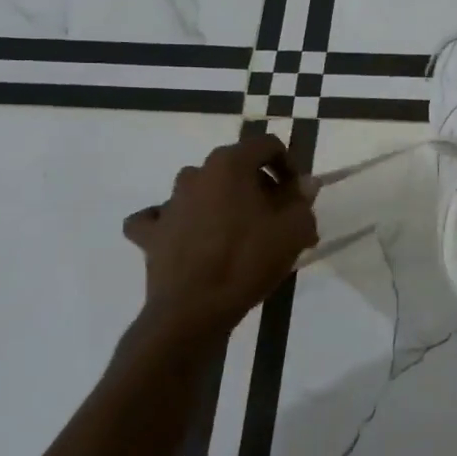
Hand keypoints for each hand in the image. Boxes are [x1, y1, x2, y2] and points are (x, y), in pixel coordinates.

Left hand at [120, 134, 316, 355]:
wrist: (194, 310)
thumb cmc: (249, 261)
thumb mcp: (295, 230)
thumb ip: (302, 200)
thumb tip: (305, 184)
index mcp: (230, 164)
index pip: (267, 145)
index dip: (288, 165)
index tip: (298, 195)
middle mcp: (196, 174)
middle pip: (235, 167)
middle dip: (259, 186)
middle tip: (277, 218)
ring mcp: (169, 203)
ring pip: (201, 189)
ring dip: (222, 202)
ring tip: (240, 233)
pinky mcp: (151, 233)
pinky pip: (160, 218)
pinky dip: (174, 222)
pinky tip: (186, 236)